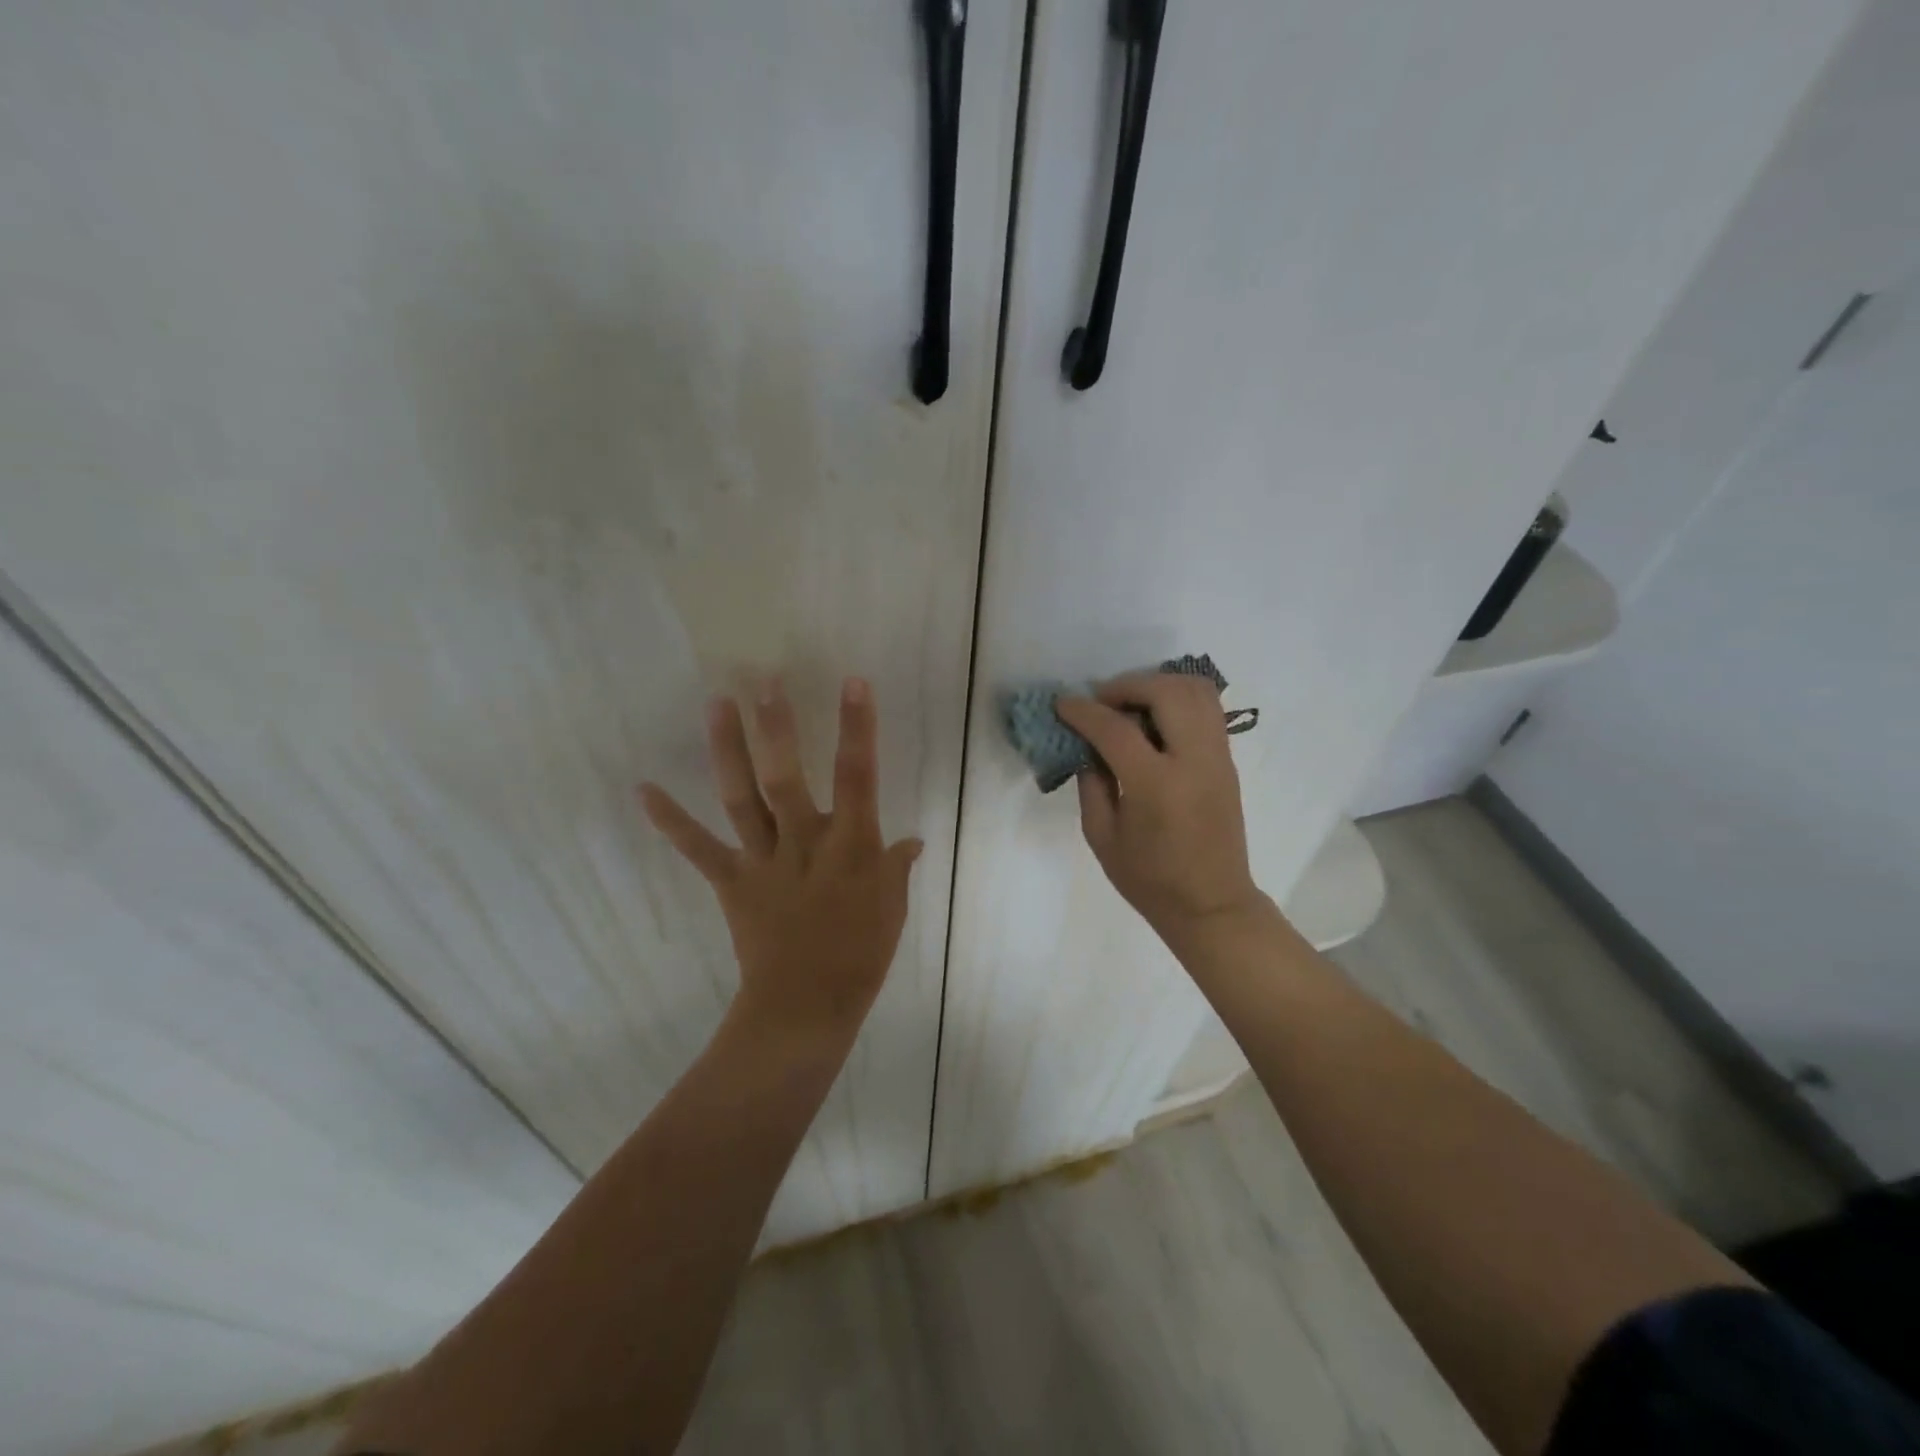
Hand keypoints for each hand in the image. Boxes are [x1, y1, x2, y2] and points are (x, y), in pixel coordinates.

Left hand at [639, 677, 922, 1048]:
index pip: (858, 776)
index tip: (853, 682)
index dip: (858, 728)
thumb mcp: (892, 908)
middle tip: (764, 680)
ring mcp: (763, 861)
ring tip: (717, 704)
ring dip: (727, 751)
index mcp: (852, 846)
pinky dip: (670, 821)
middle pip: (787, 778)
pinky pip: (699, 849)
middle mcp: (805, 843)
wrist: (805, 1008)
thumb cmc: (859, 955)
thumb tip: (911, 841)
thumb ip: (896, 868)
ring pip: (743, 800)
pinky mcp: (732, 882)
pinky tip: (643, 790)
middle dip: (778, 728)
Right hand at [1055, 674, 1266, 944]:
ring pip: (1196, 690)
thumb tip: (1087, 746)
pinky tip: (1152, 720)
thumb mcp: (1102, 837)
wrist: (1212, 904)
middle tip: (1101, 702)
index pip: (1116, 729)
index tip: (1062, 704)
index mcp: (1157, 786)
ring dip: (1157, 685)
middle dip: (1127, 686)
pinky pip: (1207, 709)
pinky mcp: (1227, 760)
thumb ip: (1091, 784)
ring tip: (1129, 705)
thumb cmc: (1150, 880)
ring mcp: (1217, 757)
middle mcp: (1194, 761)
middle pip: (1166, 692)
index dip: (1083, 711)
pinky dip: (1177, 699)